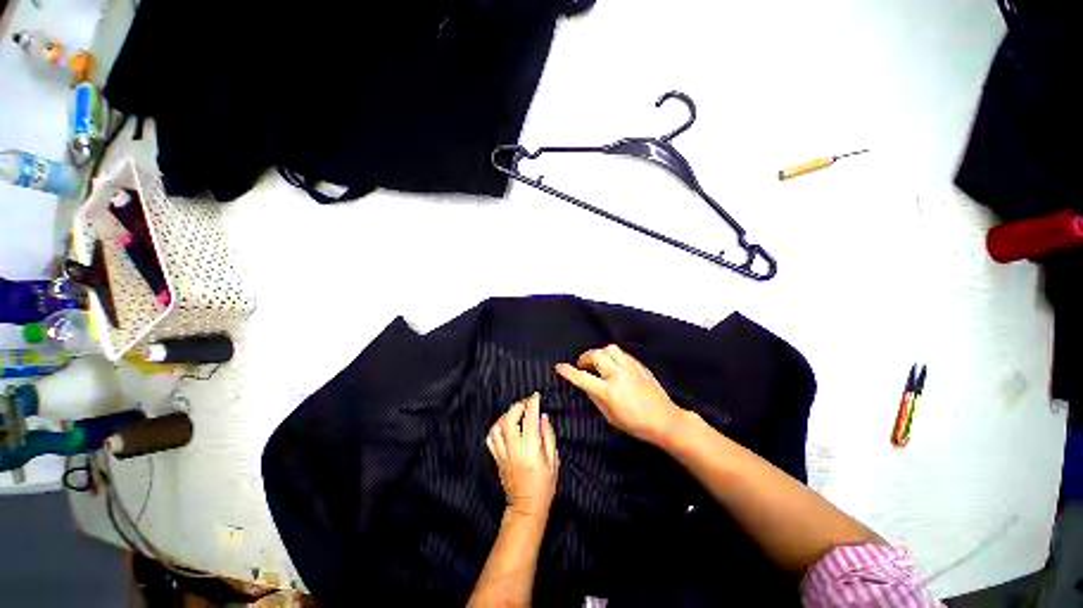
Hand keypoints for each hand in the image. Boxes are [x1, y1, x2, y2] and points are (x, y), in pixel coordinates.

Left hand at [486, 392, 559, 518]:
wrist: (527, 507)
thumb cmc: (544, 486)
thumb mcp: (553, 460)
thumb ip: (549, 436)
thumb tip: (543, 417)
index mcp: (531, 449)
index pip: (530, 418)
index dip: (532, 403)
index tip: (536, 396)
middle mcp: (515, 449)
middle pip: (509, 419)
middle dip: (518, 406)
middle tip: (526, 403)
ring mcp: (503, 454)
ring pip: (497, 427)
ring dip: (506, 415)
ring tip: (515, 412)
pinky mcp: (497, 459)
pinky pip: (491, 439)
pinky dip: (496, 427)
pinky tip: (504, 425)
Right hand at [555, 344, 683, 444]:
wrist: (664, 419)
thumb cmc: (636, 423)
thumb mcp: (610, 416)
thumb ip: (595, 397)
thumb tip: (585, 385)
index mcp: (608, 392)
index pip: (582, 377)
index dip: (568, 371)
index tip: (559, 367)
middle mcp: (618, 375)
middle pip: (595, 355)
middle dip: (585, 358)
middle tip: (583, 365)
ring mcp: (629, 367)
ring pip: (609, 348)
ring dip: (599, 353)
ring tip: (598, 363)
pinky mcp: (638, 365)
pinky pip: (621, 353)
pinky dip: (612, 356)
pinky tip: (613, 365)